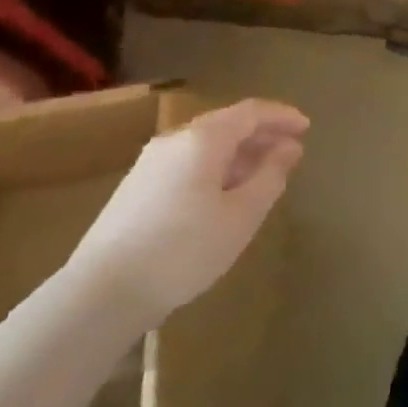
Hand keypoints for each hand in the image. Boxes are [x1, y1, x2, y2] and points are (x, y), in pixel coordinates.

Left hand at [68, 98, 307, 324]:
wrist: (100, 294)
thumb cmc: (184, 249)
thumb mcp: (242, 215)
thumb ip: (270, 176)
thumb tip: (288, 149)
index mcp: (202, 139)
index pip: (250, 112)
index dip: (282, 116)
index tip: (307, 127)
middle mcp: (173, 142)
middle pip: (226, 125)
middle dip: (262, 135)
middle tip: (291, 152)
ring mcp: (149, 165)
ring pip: (205, 146)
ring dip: (240, 154)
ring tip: (263, 175)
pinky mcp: (135, 191)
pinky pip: (188, 164)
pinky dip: (216, 169)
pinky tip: (225, 196)